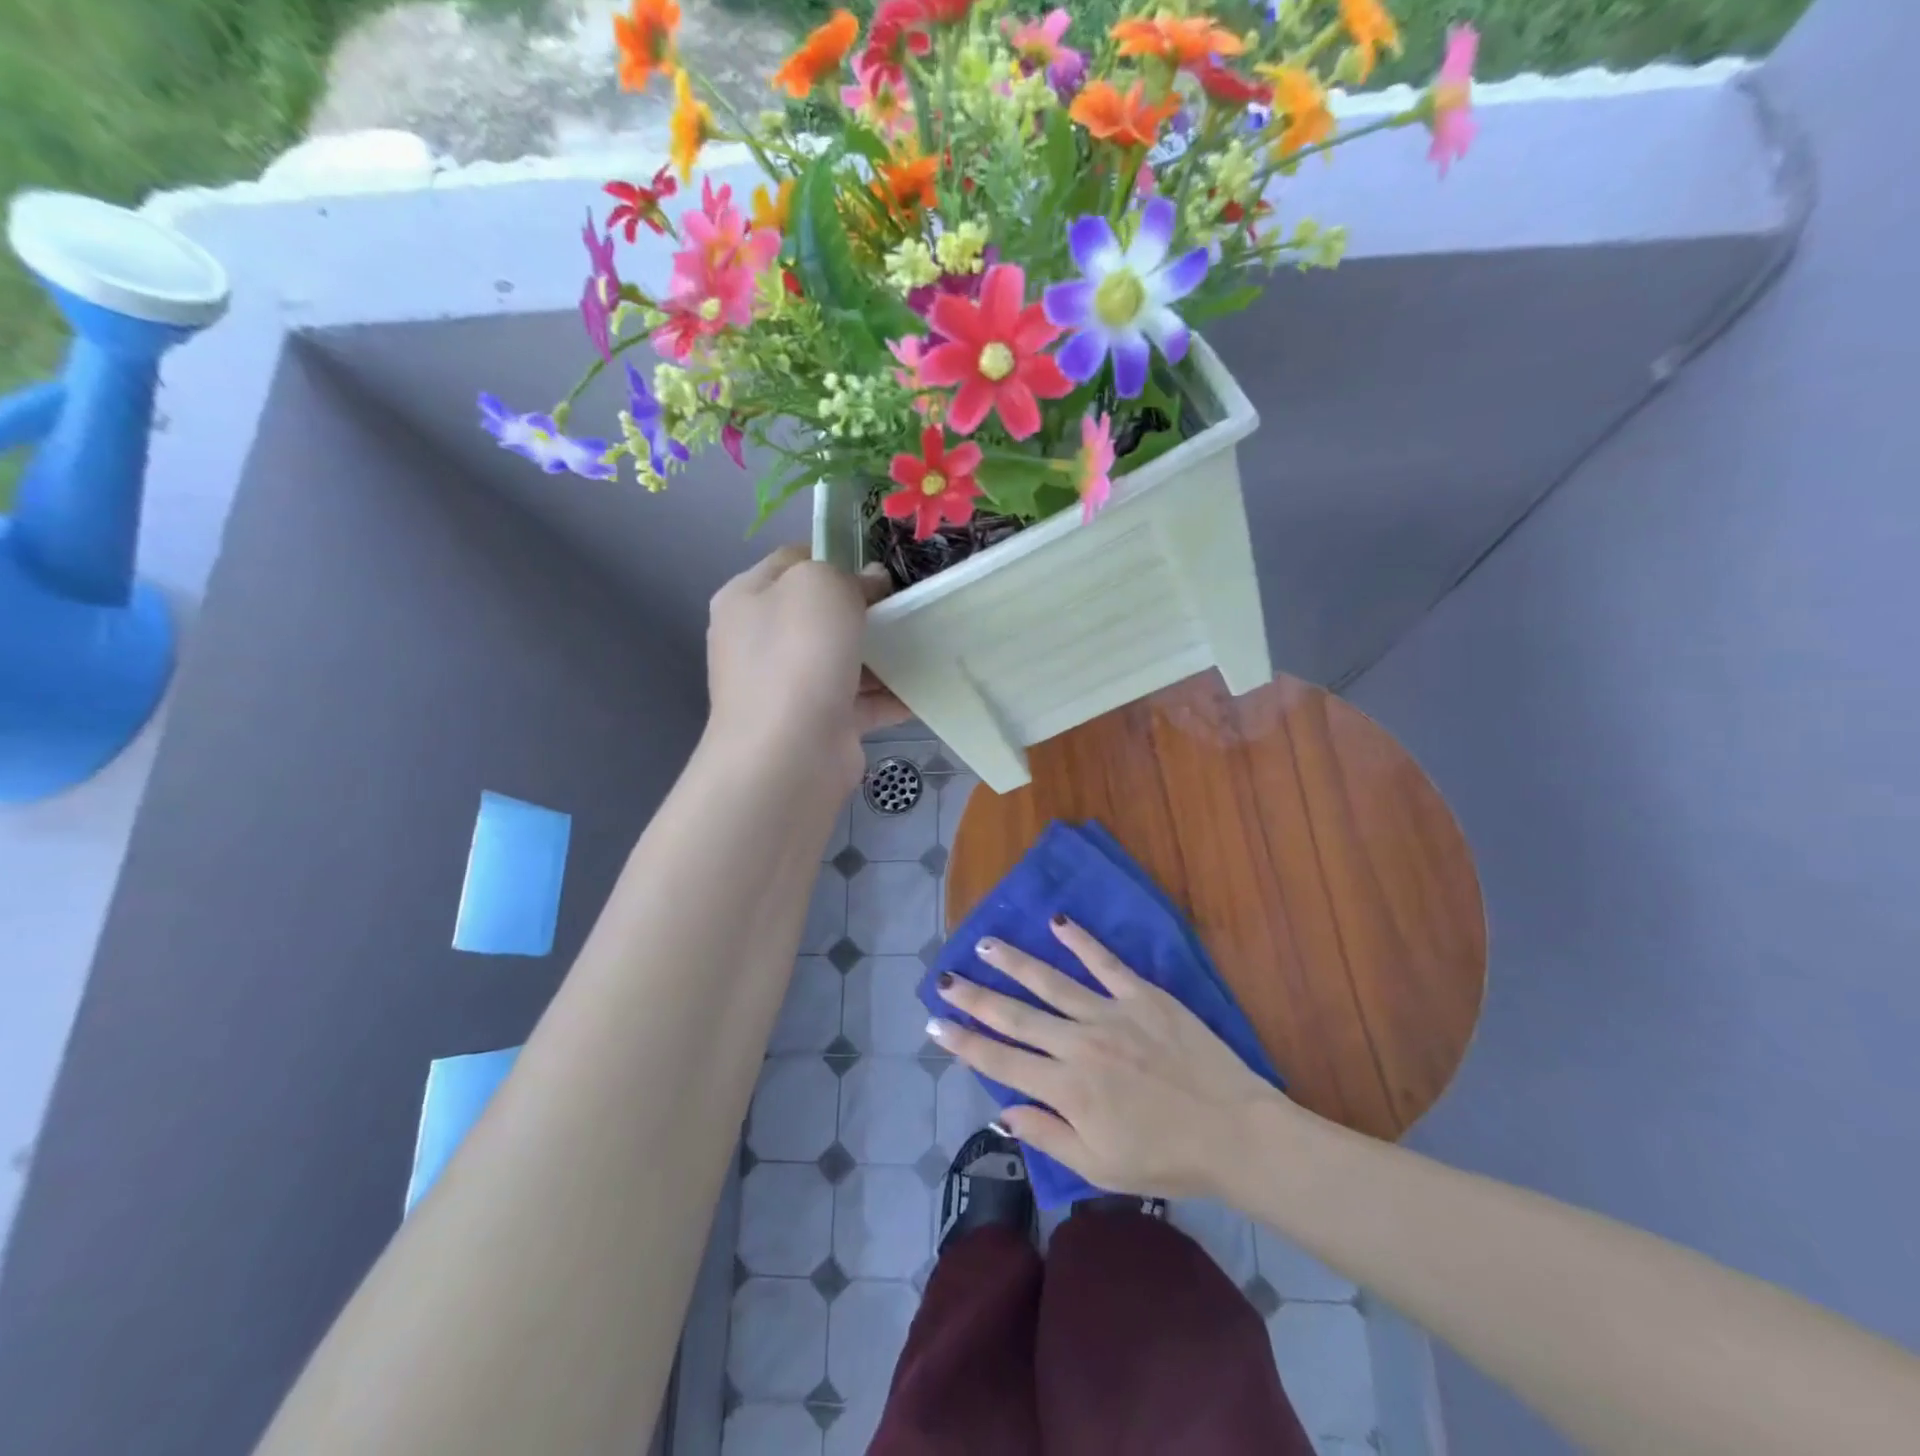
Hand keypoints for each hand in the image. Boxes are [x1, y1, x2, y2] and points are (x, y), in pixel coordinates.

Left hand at [706, 545, 907, 785]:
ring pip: (845, 659)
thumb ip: (848, 574)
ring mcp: (789, 687)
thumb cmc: (798, 656)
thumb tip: (871, 582)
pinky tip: (924, 688)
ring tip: (927, 643)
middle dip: (867, 609)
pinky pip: (862, 702)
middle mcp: (762, 642)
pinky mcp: (820, 724)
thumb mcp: (820, 586)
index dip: (838, 557)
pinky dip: (891, 696)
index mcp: (748, 599)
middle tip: (908, 605)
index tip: (880, 568)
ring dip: (884, 654)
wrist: (789, 754)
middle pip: (823, 614)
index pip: (795, 561)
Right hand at [928, 918, 1286, 1198]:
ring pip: (1050, 981)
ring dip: (1013, 962)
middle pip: (1015, 1015)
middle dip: (974, 997)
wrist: (1235, 1133)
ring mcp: (1111, 1013)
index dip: (963, 1042)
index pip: (1000, 1061)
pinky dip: (1080, 940)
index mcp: (1067, 1089)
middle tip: (944, 978)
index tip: (934, 1024)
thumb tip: (1003, 1110)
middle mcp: (1079, 1044)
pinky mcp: (1142, 995)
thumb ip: (1048, 1135)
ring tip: (984, 944)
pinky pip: (1104, 962)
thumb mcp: (1100, 1167)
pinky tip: (1057, 920)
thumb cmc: (1167, 1158)